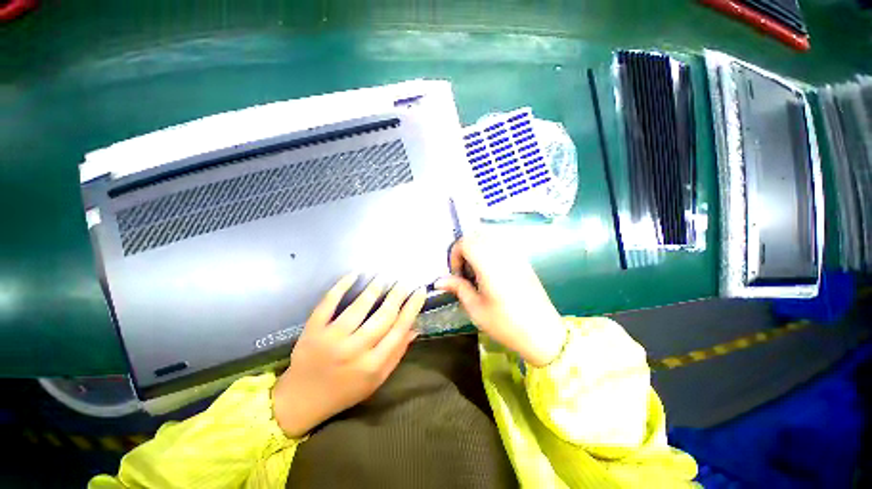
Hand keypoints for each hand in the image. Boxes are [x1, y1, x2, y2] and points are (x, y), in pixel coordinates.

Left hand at [272, 275, 425, 437]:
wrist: (302, 399)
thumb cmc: (345, 390)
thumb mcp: (376, 380)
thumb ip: (396, 354)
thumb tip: (414, 328)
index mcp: (373, 364)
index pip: (399, 329)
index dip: (412, 308)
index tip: (420, 291)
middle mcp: (354, 350)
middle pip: (383, 316)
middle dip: (397, 295)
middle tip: (405, 281)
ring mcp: (331, 339)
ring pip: (359, 307)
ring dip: (374, 288)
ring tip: (384, 277)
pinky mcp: (313, 330)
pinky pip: (328, 303)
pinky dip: (341, 286)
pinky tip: (354, 274)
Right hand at [436, 233, 565, 366]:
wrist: (543, 334)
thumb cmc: (506, 324)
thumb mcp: (476, 308)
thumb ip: (458, 288)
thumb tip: (439, 281)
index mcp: (489, 265)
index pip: (466, 242)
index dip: (455, 254)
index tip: (457, 274)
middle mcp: (503, 254)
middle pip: (477, 236)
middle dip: (465, 249)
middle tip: (464, 272)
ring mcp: (516, 255)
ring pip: (490, 238)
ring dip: (478, 249)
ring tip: (477, 272)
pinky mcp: (523, 260)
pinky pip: (502, 245)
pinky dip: (490, 251)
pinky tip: (492, 272)